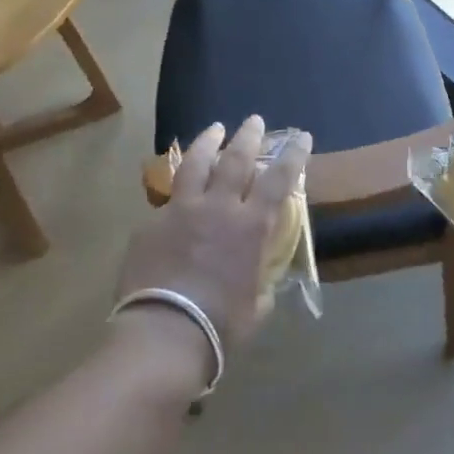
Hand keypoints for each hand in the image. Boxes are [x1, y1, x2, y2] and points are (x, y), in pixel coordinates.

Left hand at [115, 116, 310, 353]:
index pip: (279, 180)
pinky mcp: (151, 223)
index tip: (302, 136)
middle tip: (254, 120)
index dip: (293, 155)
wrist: (164, 333)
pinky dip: (179, 188)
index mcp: (250, 227)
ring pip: (196, 164)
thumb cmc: (220, 326)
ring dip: (208, 142)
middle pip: (236, 159)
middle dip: (248, 136)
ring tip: (215, 128)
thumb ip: (259, 284)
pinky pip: (168, 198)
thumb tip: (260, 282)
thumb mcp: (255, 306)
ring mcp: (181, 211)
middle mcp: (218, 208)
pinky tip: (178, 189)